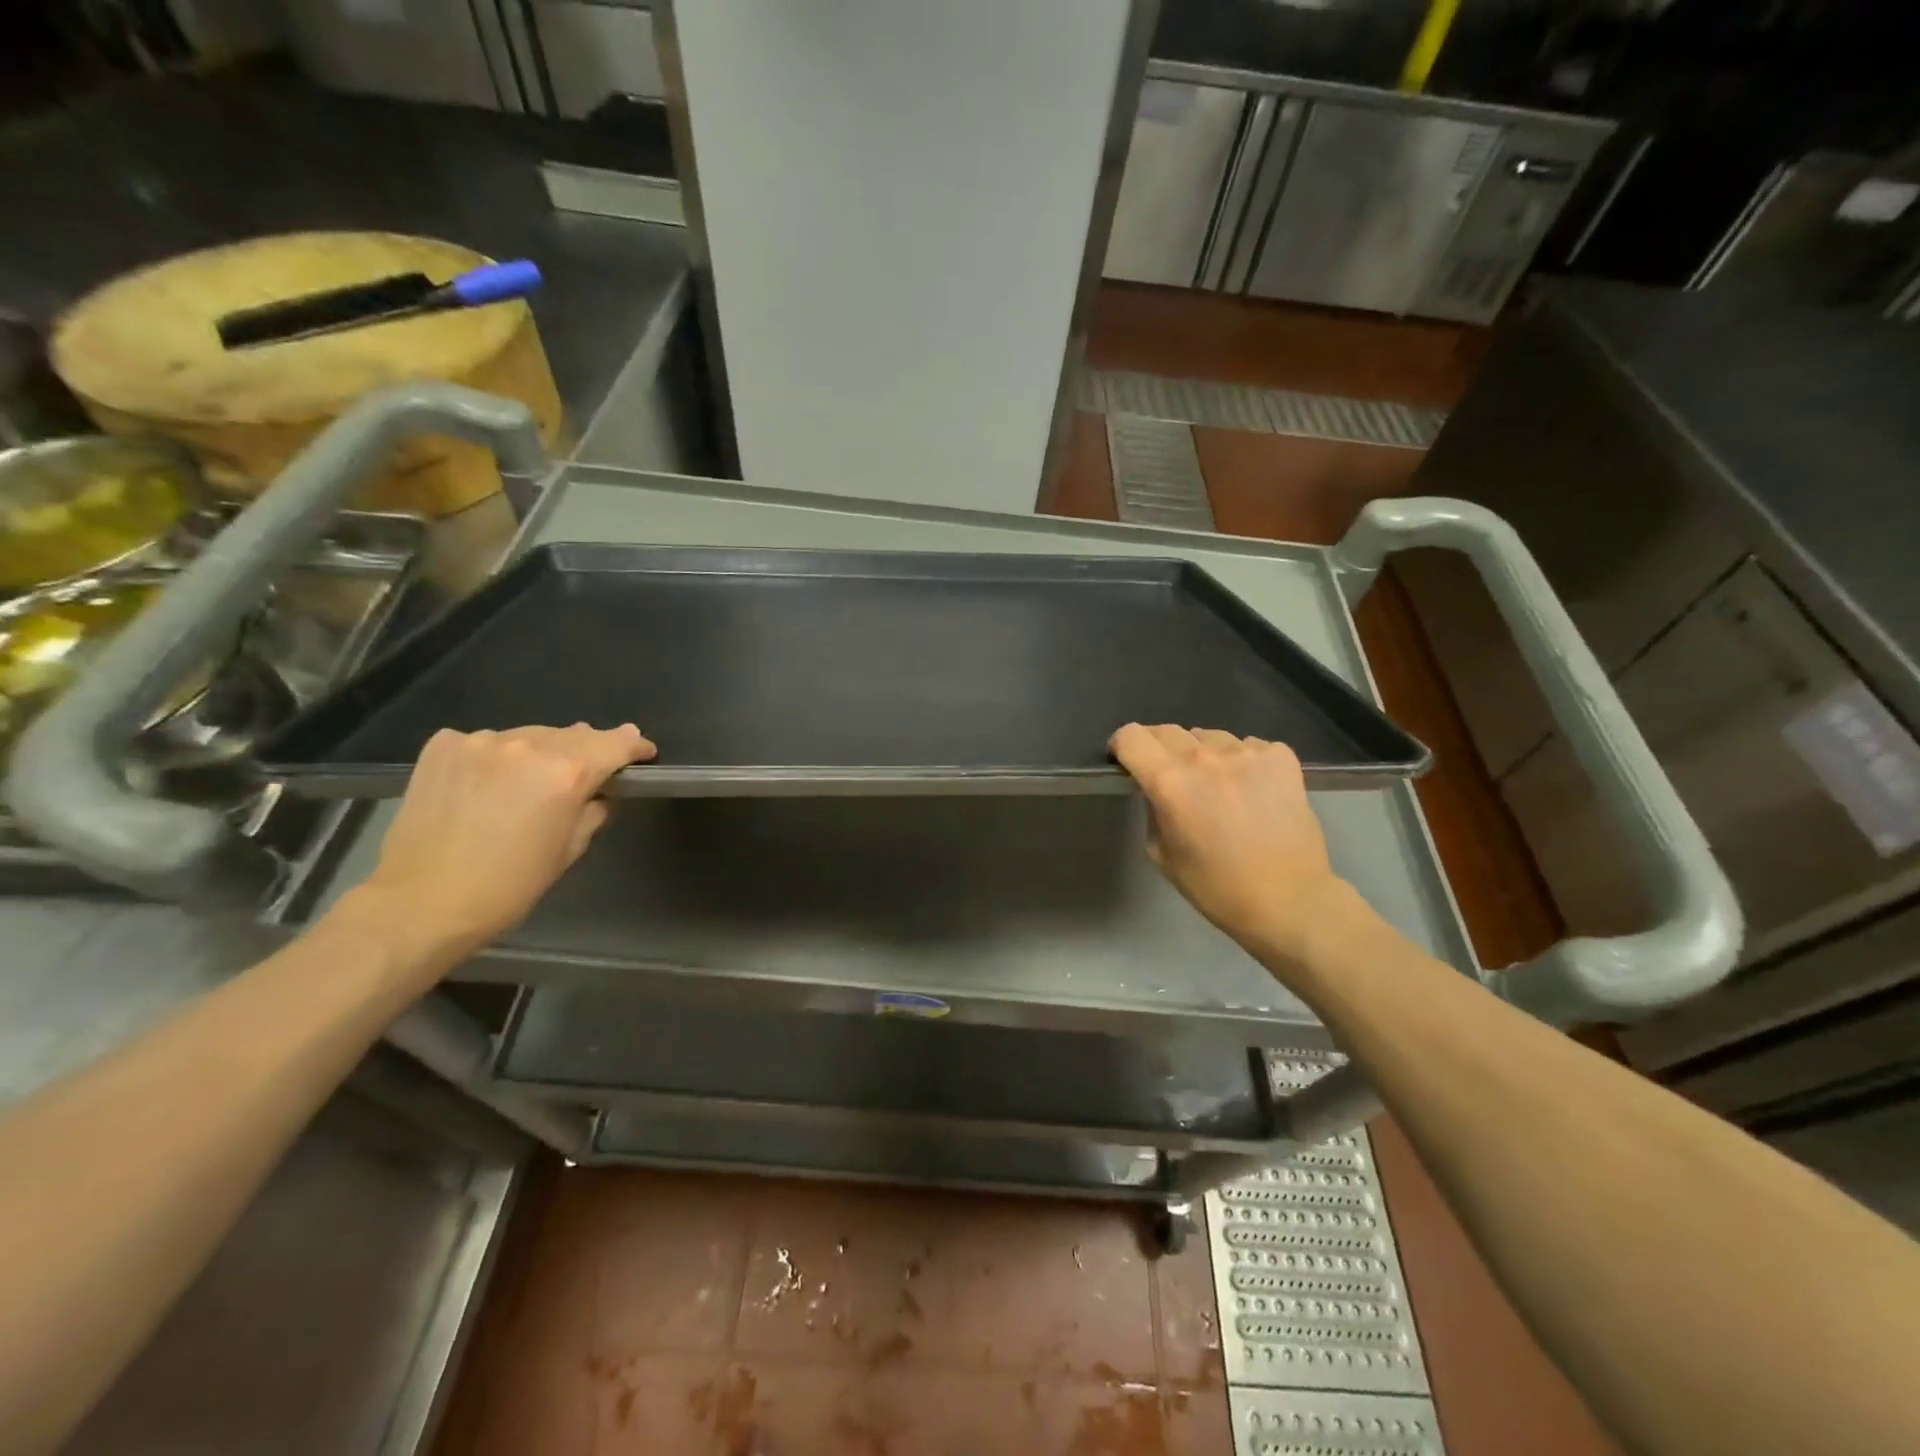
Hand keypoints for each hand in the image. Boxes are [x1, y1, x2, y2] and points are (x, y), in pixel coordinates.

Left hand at [350, 723, 653, 959]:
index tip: (643, 752)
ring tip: (531, 781)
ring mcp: (481, 741)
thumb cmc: (509, 885)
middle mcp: (527, 746)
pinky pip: (487, 742)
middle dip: (588, 750)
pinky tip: (488, 782)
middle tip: (589, 771)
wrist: (421, 902)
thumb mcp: (570, 849)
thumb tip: (600, 789)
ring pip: (530, 736)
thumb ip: (593, 808)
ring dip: (540, 753)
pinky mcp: (444, 746)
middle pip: (574, 735)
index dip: (635, 746)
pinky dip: (497, 756)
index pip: (616, 743)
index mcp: (566, 773)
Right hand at [1109, 723, 1345, 958]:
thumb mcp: (1162, 854)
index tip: (1126, 760)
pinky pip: (1249, 746)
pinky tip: (1251, 788)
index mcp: (1169, 782)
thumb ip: (1153, 812)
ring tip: (1216, 783)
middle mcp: (1205, 758)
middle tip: (1169, 776)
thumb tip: (1158, 791)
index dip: (1122, 745)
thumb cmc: (1216, 887)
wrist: (1289, 900)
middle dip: (1158, 748)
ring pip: (1209, 736)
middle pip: (1168, 731)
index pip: (1131, 736)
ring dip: (1202, 754)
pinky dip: (1242, 760)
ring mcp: (1247, 754)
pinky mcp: (1281, 758)